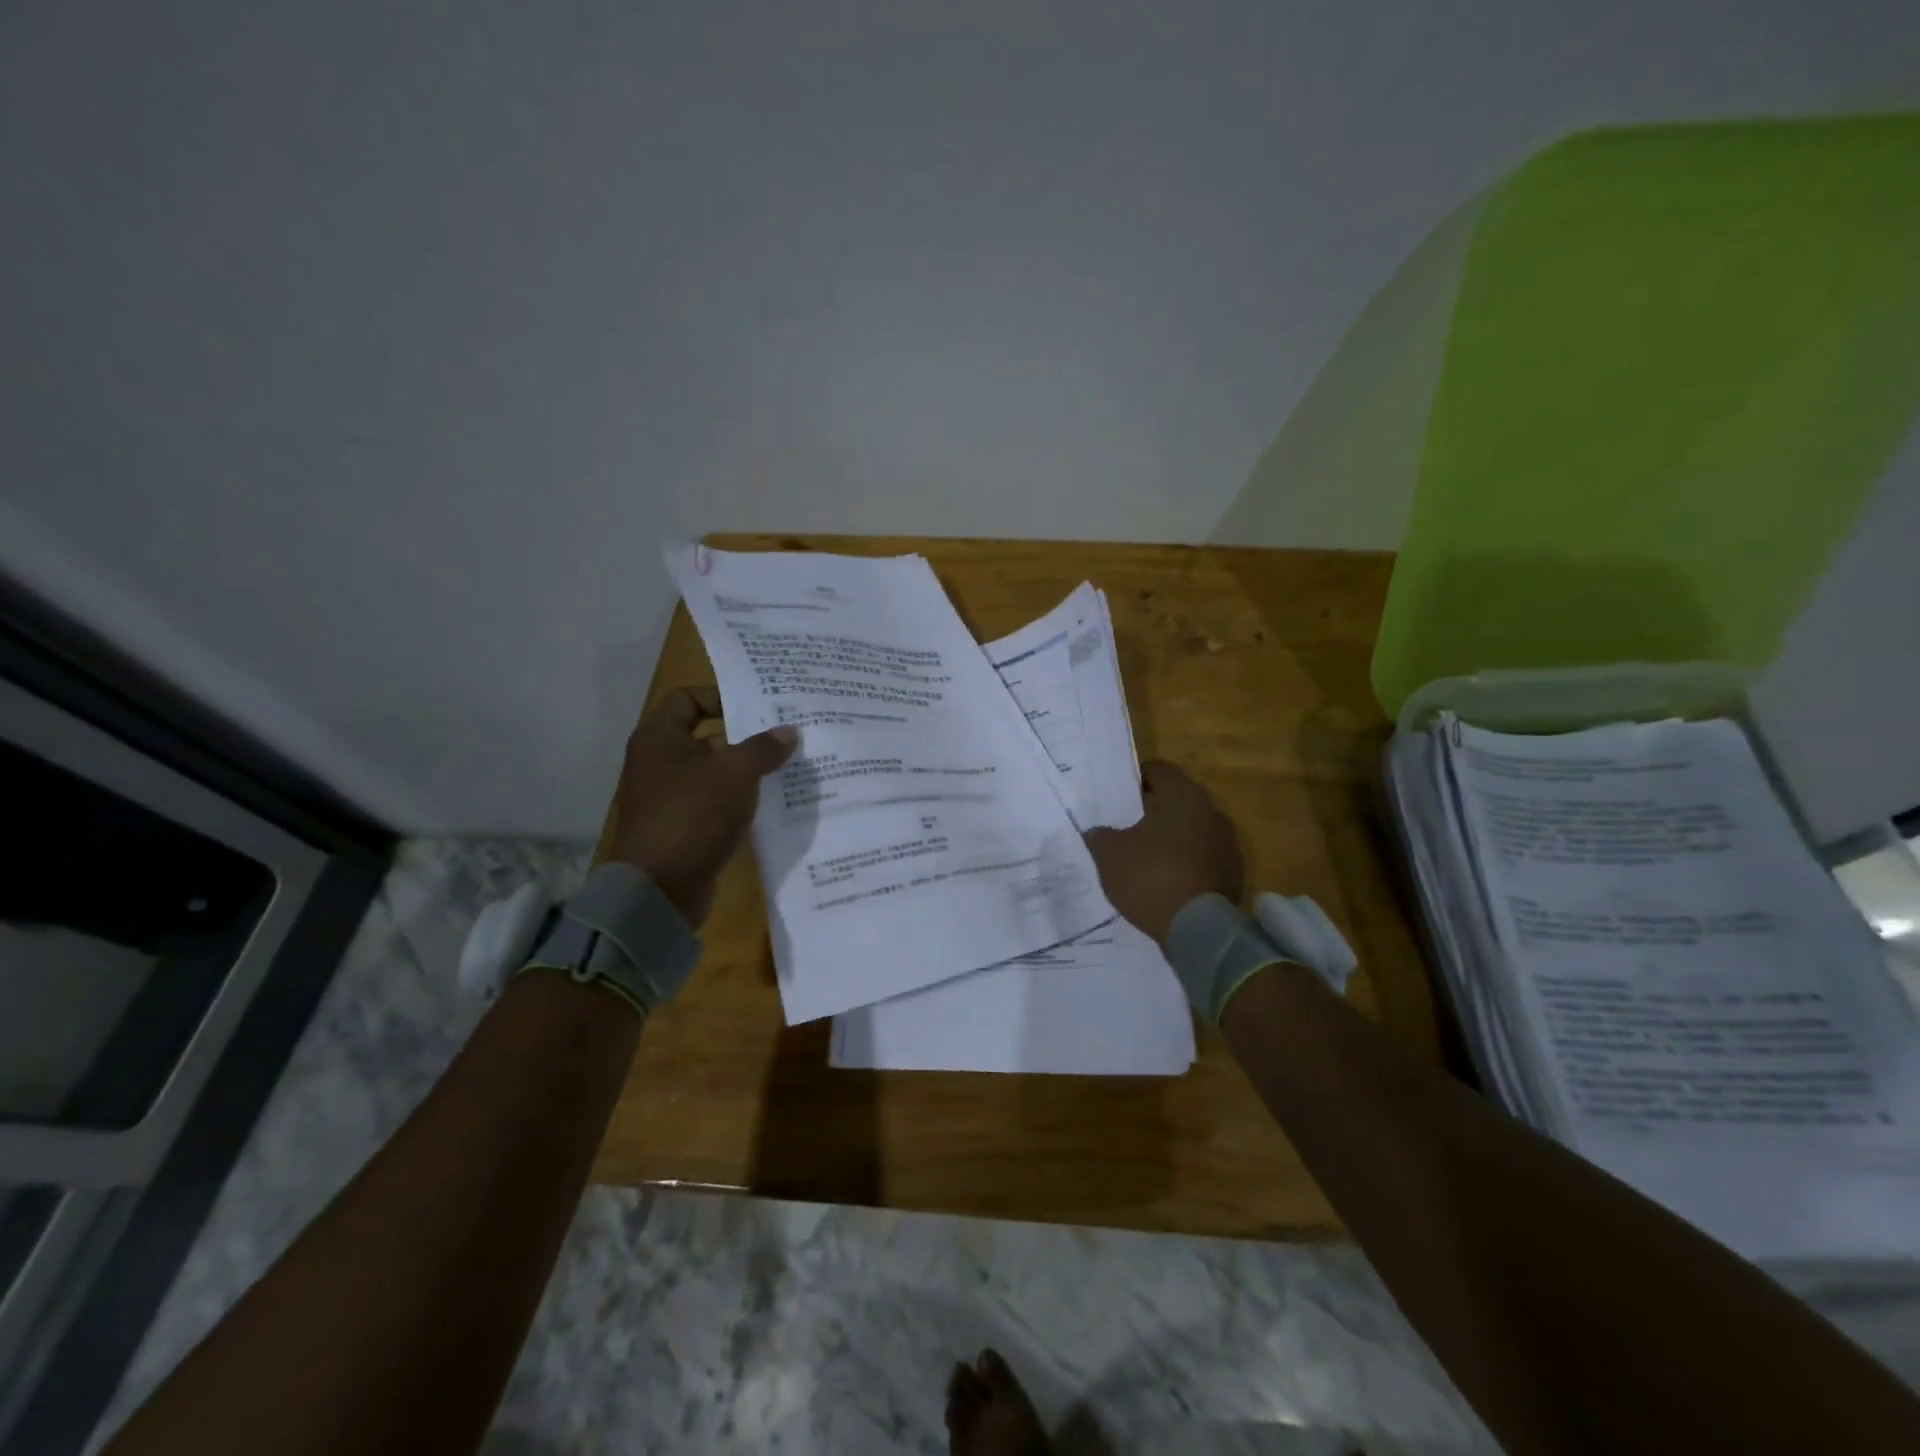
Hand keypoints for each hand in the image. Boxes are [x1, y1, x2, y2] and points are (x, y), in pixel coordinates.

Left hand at [605, 687, 797, 926]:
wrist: (660, 888)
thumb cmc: (694, 814)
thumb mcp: (737, 774)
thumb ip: (764, 748)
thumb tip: (789, 731)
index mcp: (659, 738)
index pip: (687, 699)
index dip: (720, 697)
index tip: (757, 707)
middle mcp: (656, 761)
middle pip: (703, 735)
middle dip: (743, 735)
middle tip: (782, 735)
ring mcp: (665, 796)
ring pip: (710, 771)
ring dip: (743, 769)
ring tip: (784, 766)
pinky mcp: (678, 825)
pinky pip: (711, 800)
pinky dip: (735, 798)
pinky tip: (768, 802)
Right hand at [1084, 760, 1243, 945]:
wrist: (1197, 929)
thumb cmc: (1150, 875)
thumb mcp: (1109, 854)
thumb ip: (1100, 835)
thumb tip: (1097, 832)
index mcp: (1182, 794)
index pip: (1157, 770)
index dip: (1134, 779)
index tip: (1117, 795)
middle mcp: (1210, 810)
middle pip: (1176, 799)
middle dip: (1152, 810)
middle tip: (1125, 824)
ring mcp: (1227, 842)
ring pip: (1190, 829)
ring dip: (1170, 837)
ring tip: (1143, 854)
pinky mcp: (1232, 872)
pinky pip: (1201, 856)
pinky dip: (1184, 862)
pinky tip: (1164, 878)